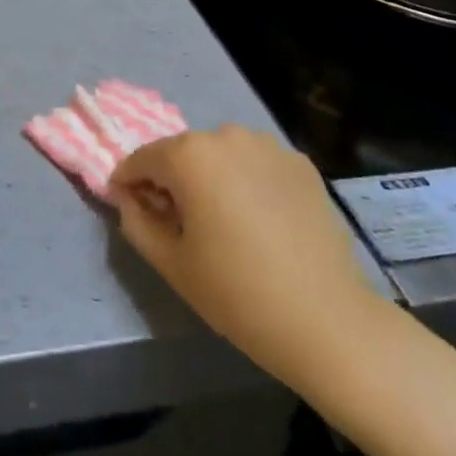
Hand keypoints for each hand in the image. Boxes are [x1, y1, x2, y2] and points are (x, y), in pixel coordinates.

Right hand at [110, 126, 377, 391]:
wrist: (328, 320)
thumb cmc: (238, 294)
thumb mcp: (172, 264)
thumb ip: (136, 222)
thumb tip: (127, 197)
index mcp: (190, 155)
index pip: (142, 158)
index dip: (128, 182)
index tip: (129, 207)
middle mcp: (227, 135)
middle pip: (183, 153)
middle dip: (172, 179)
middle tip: (178, 222)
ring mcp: (268, 145)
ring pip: (222, 154)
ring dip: (212, 177)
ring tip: (223, 221)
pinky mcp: (300, 162)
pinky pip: (256, 164)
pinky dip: (247, 181)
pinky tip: (260, 220)